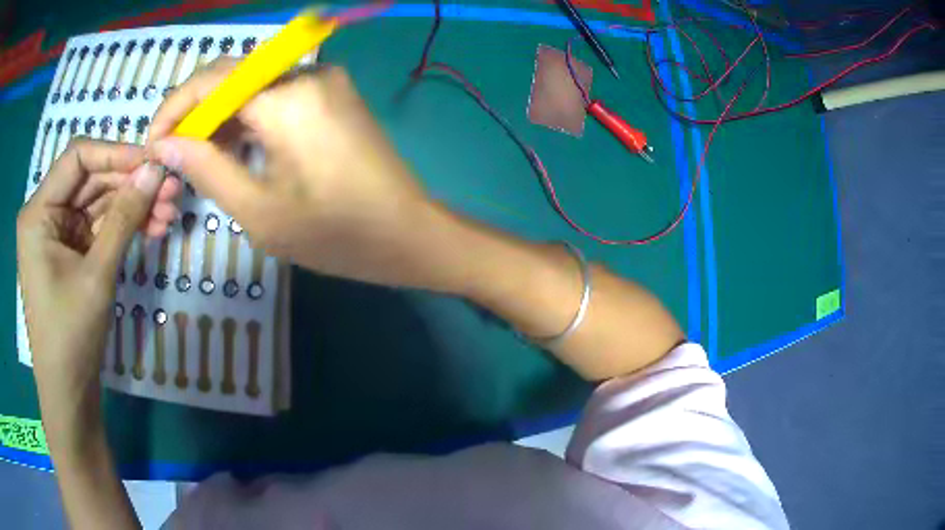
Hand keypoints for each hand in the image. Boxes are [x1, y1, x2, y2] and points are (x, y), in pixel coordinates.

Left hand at [17, 139, 177, 411]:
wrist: (69, 393)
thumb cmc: (70, 336)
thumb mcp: (96, 275)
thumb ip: (124, 218)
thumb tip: (156, 171)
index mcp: (38, 212)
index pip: (77, 159)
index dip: (115, 153)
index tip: (152, 162)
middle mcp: (45, 214)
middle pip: (91, 180)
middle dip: (130, 183)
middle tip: (170, 189)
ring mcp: (58, 233)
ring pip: (99, 203)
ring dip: (132, 205)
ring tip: (169, 213)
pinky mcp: (70, 251)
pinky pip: (99, 226)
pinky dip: (124, 226)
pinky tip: (151, 228)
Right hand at [148, 59, 441, 286]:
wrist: (410, 234)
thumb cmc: (337, 235)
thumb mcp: (258, 211)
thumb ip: (206, 169)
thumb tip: (165, 145)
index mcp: (288, 97)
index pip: (213, 80)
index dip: (175, 108)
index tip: (153, 144)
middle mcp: (307, 73)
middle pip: (232, 76)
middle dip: (194, 112)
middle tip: (171, 155)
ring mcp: (325, 80)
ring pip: (252, 85)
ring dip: (219, 116)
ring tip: (196, 159)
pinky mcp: (332, 94)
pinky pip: (276, 95)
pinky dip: (247, 118)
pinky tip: (232, 148)